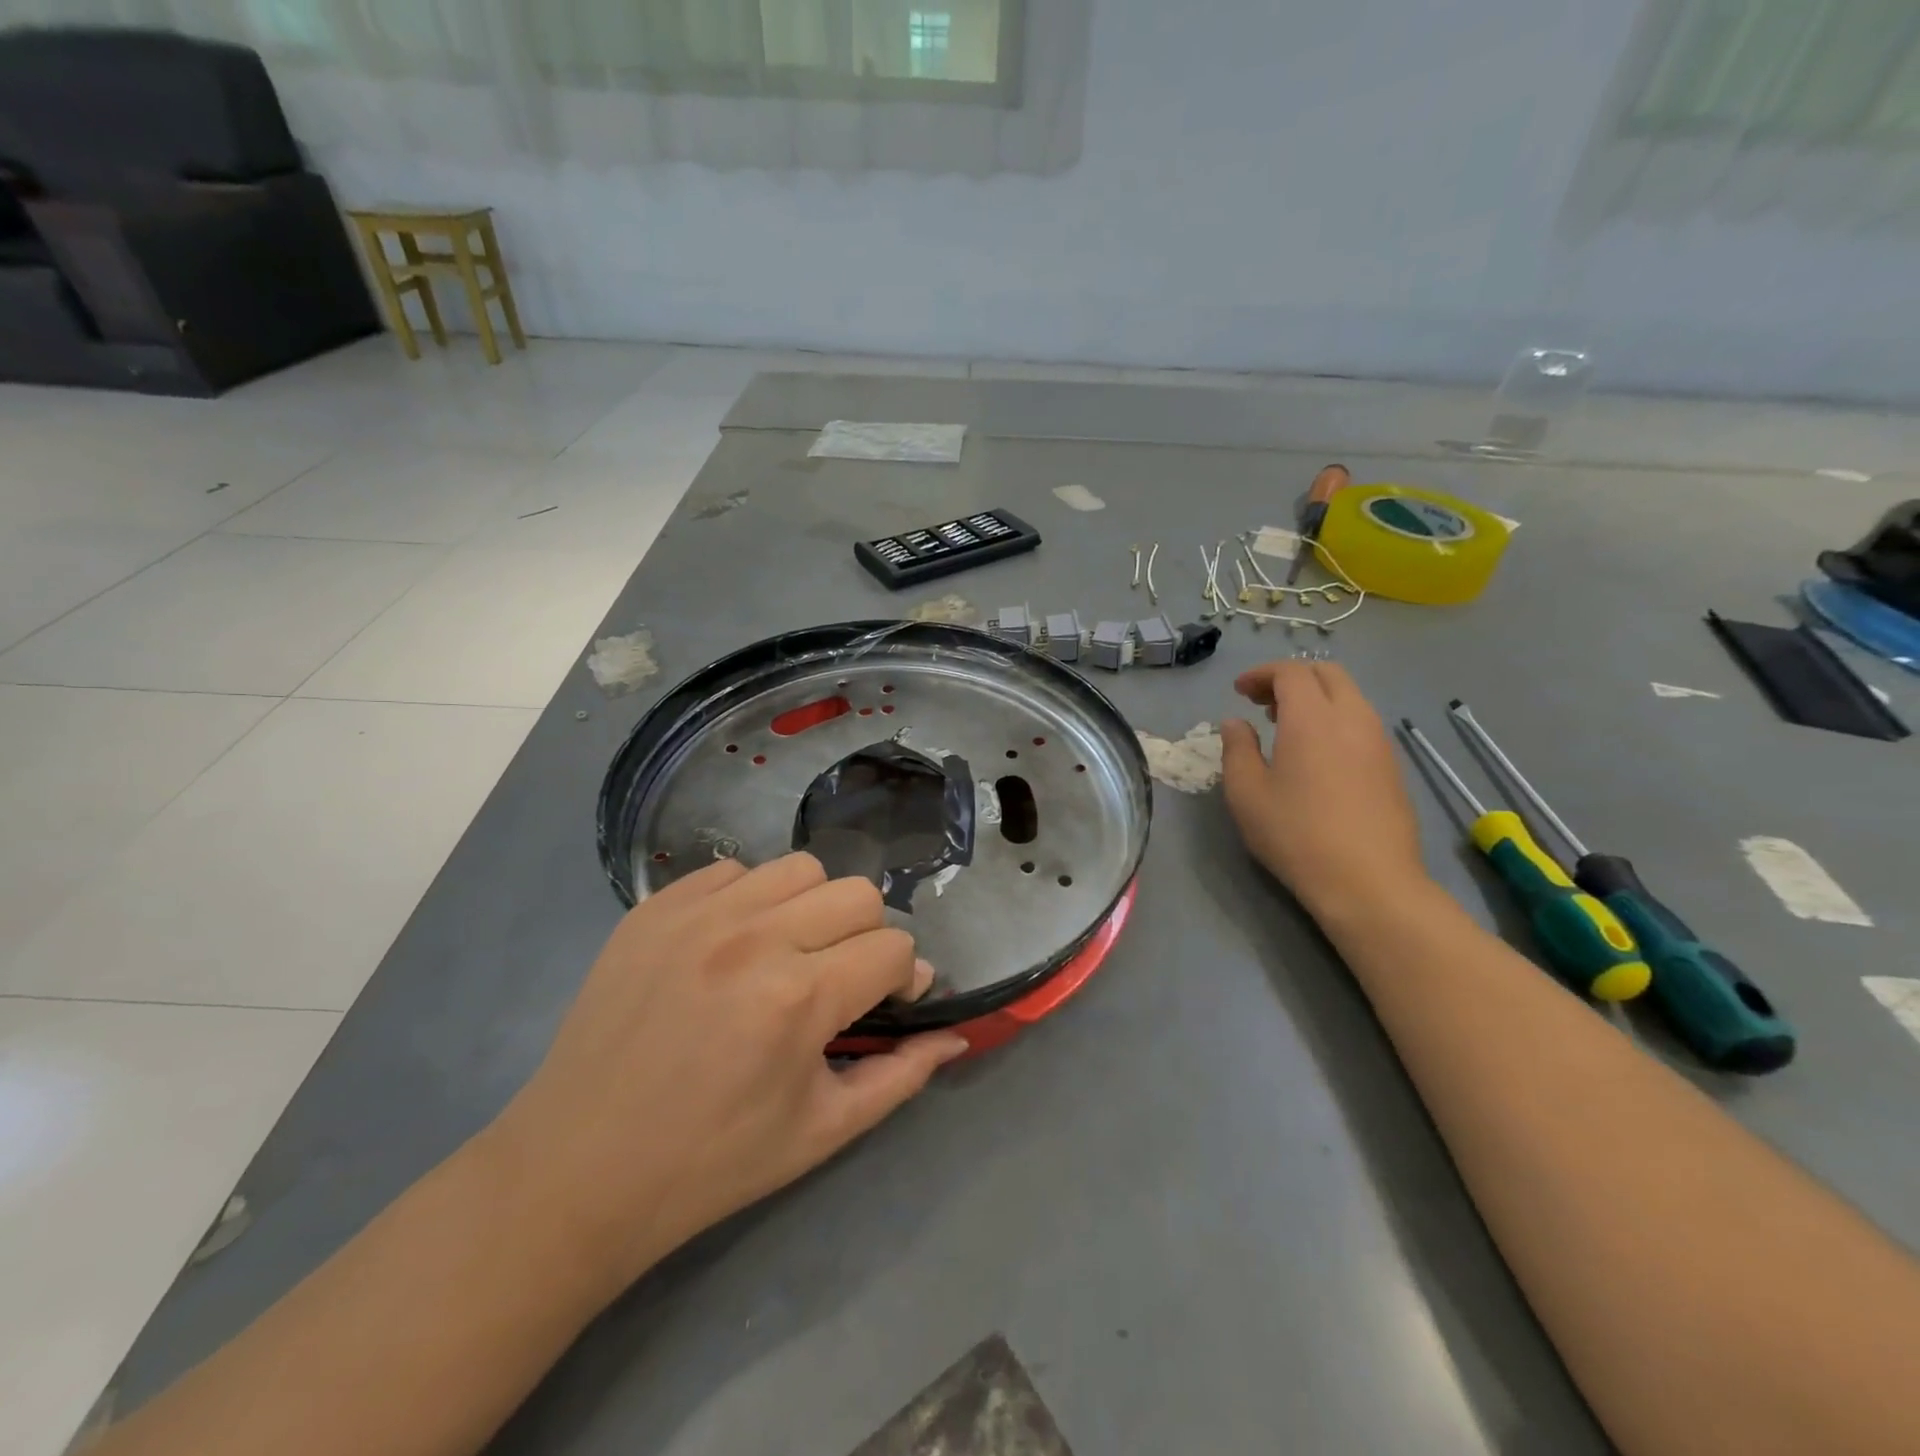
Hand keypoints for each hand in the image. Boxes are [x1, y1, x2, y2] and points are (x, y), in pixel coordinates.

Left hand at [484, 852, 966, 1295]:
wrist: (578, 1169)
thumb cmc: (711, 1162)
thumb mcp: (822, 1132)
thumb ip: (902, 1075)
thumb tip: (956, 1033)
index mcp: (799, 998)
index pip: (894, 949)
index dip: (903, 979)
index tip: (887, 1004)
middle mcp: (755, 938)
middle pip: (857, 893)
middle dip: (867, 936)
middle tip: (840, 979)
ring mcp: (698, 914)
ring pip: (799, 869)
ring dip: (813, 908)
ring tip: (789, 953)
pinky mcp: (655, 907)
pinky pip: (733, 871)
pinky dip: (751, 900)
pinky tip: (734, 946)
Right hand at [1220, 660, 1431, 917]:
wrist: (1369, 881)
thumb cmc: (1296, 834)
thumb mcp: (1246, 793)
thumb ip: (1237, 749)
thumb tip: (1236, 723)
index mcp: (1312, 718)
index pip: (1290, 672)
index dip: (1261, 674)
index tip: (1239, 692)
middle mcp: (1352, 717)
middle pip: (1326, 673)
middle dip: (1291, 677)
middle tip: (1262, 701)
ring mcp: (1378, 741)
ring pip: (1349, 696)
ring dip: (1316, 697)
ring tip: (1286, 726)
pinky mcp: (1392, 765)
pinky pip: (1361, 722)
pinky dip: (1335, 718)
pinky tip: (1317, 753)